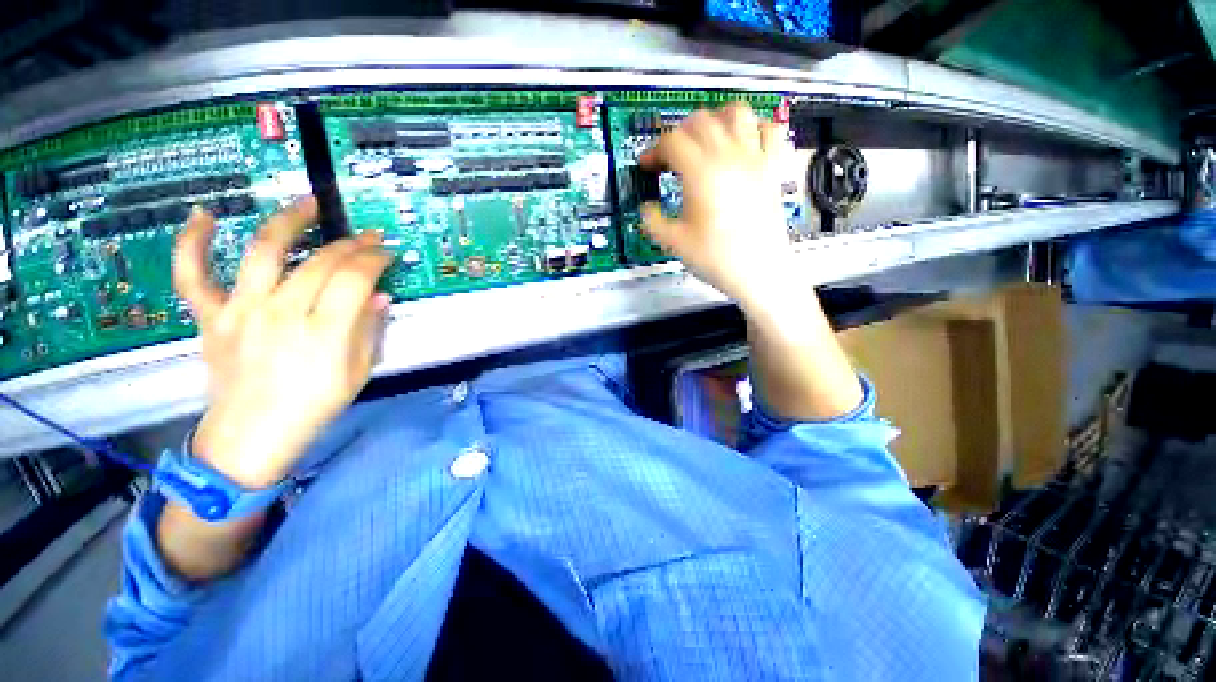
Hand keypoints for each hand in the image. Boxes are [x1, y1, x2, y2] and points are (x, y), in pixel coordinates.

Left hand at [173, 197, 392, 488]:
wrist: (252, 436)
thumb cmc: (315, 406)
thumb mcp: (359, 372)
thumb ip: (369, 329)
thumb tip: (379, 296)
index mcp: (325, 333)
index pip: (355, 278)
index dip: (375, 259)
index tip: (387, 252)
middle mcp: (281, 314)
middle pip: (320, 262)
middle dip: (352, 244)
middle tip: (368, 238)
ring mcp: (240, 311)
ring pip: (263, 251)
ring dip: (289, 220)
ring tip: (308, 202)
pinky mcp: (210, 317)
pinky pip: (192, 275)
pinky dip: (191, 243)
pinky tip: (202, 215)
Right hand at [639, 102, 794, 314]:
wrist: (759, 272)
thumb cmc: (716, 258)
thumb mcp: (675, 243)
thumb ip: (653, 222)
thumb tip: (646, 209)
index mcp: (701, 173)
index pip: (672, 142)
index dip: (654, 150)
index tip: (648, 166)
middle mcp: (728, 156)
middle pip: (700, 121)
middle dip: (678, 133)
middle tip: (671, 157)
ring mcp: (755, 158)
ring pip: (736, 112)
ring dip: (715, 120)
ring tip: (705, 141)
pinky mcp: (772, 168)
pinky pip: (769, 129)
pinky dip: (753, 127)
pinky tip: (743, 144)